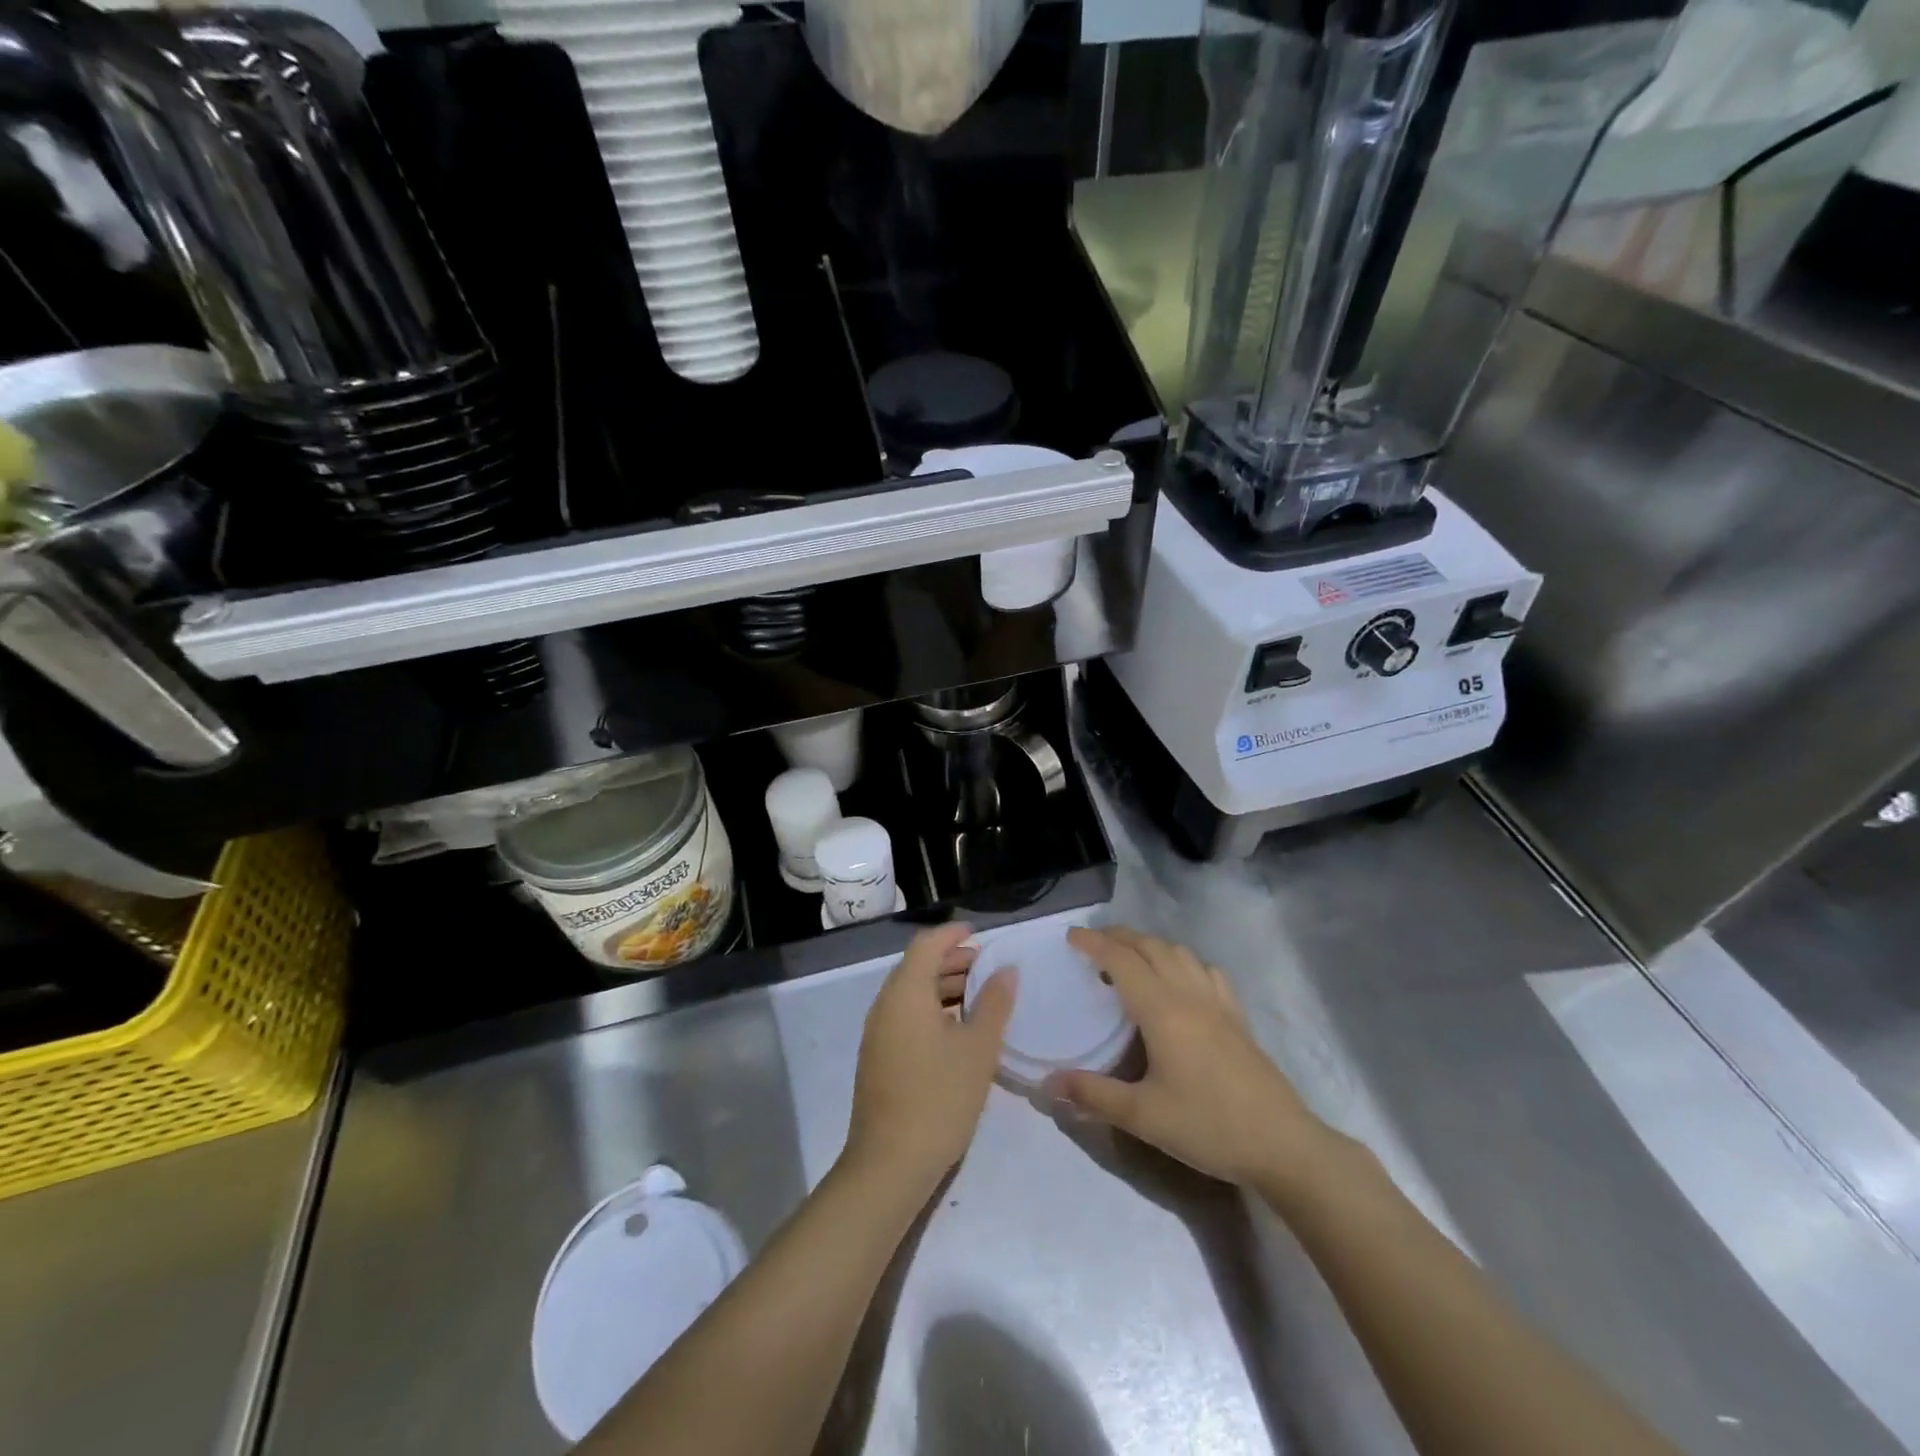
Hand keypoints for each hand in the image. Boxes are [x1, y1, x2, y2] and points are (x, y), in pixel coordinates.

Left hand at [843, 922, 1016, 1196]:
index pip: (927, 944)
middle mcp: (886, 1004)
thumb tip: (1006, 970)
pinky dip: (933, 1009)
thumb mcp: (977, 1049)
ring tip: (982, 996)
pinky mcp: (879, 1056)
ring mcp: (878, 1032)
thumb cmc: (939, 1098)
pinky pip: (907, 1015)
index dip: (953, 933)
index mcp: (906, 993)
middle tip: (989, 967)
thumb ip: (994, 1004)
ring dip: (944, 986)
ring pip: (913, 993)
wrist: (889, 1164)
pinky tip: (960, 1030)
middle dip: (953, 960)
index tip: (981, 934)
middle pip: (918, 966)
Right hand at [1048, 926, 1335, 1189]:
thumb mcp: (1143, 1116)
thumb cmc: (1208, 1126)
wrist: (1282, 1144)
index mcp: (1162, 1010)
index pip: (1121, 960)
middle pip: (1150, 946)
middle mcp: (1189, 994)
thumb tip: (1047, 1083)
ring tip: (1130, 960)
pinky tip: (1180, 982)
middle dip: (1118, 937)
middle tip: (1092, 944)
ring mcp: (1218, 1002)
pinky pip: (1206, 970)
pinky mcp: (1237, 1016)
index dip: (1094, 943)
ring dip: (1150, 945)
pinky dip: (1183, 962)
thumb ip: (1093, 1095)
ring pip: (1179, 953)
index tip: (1071, 936)